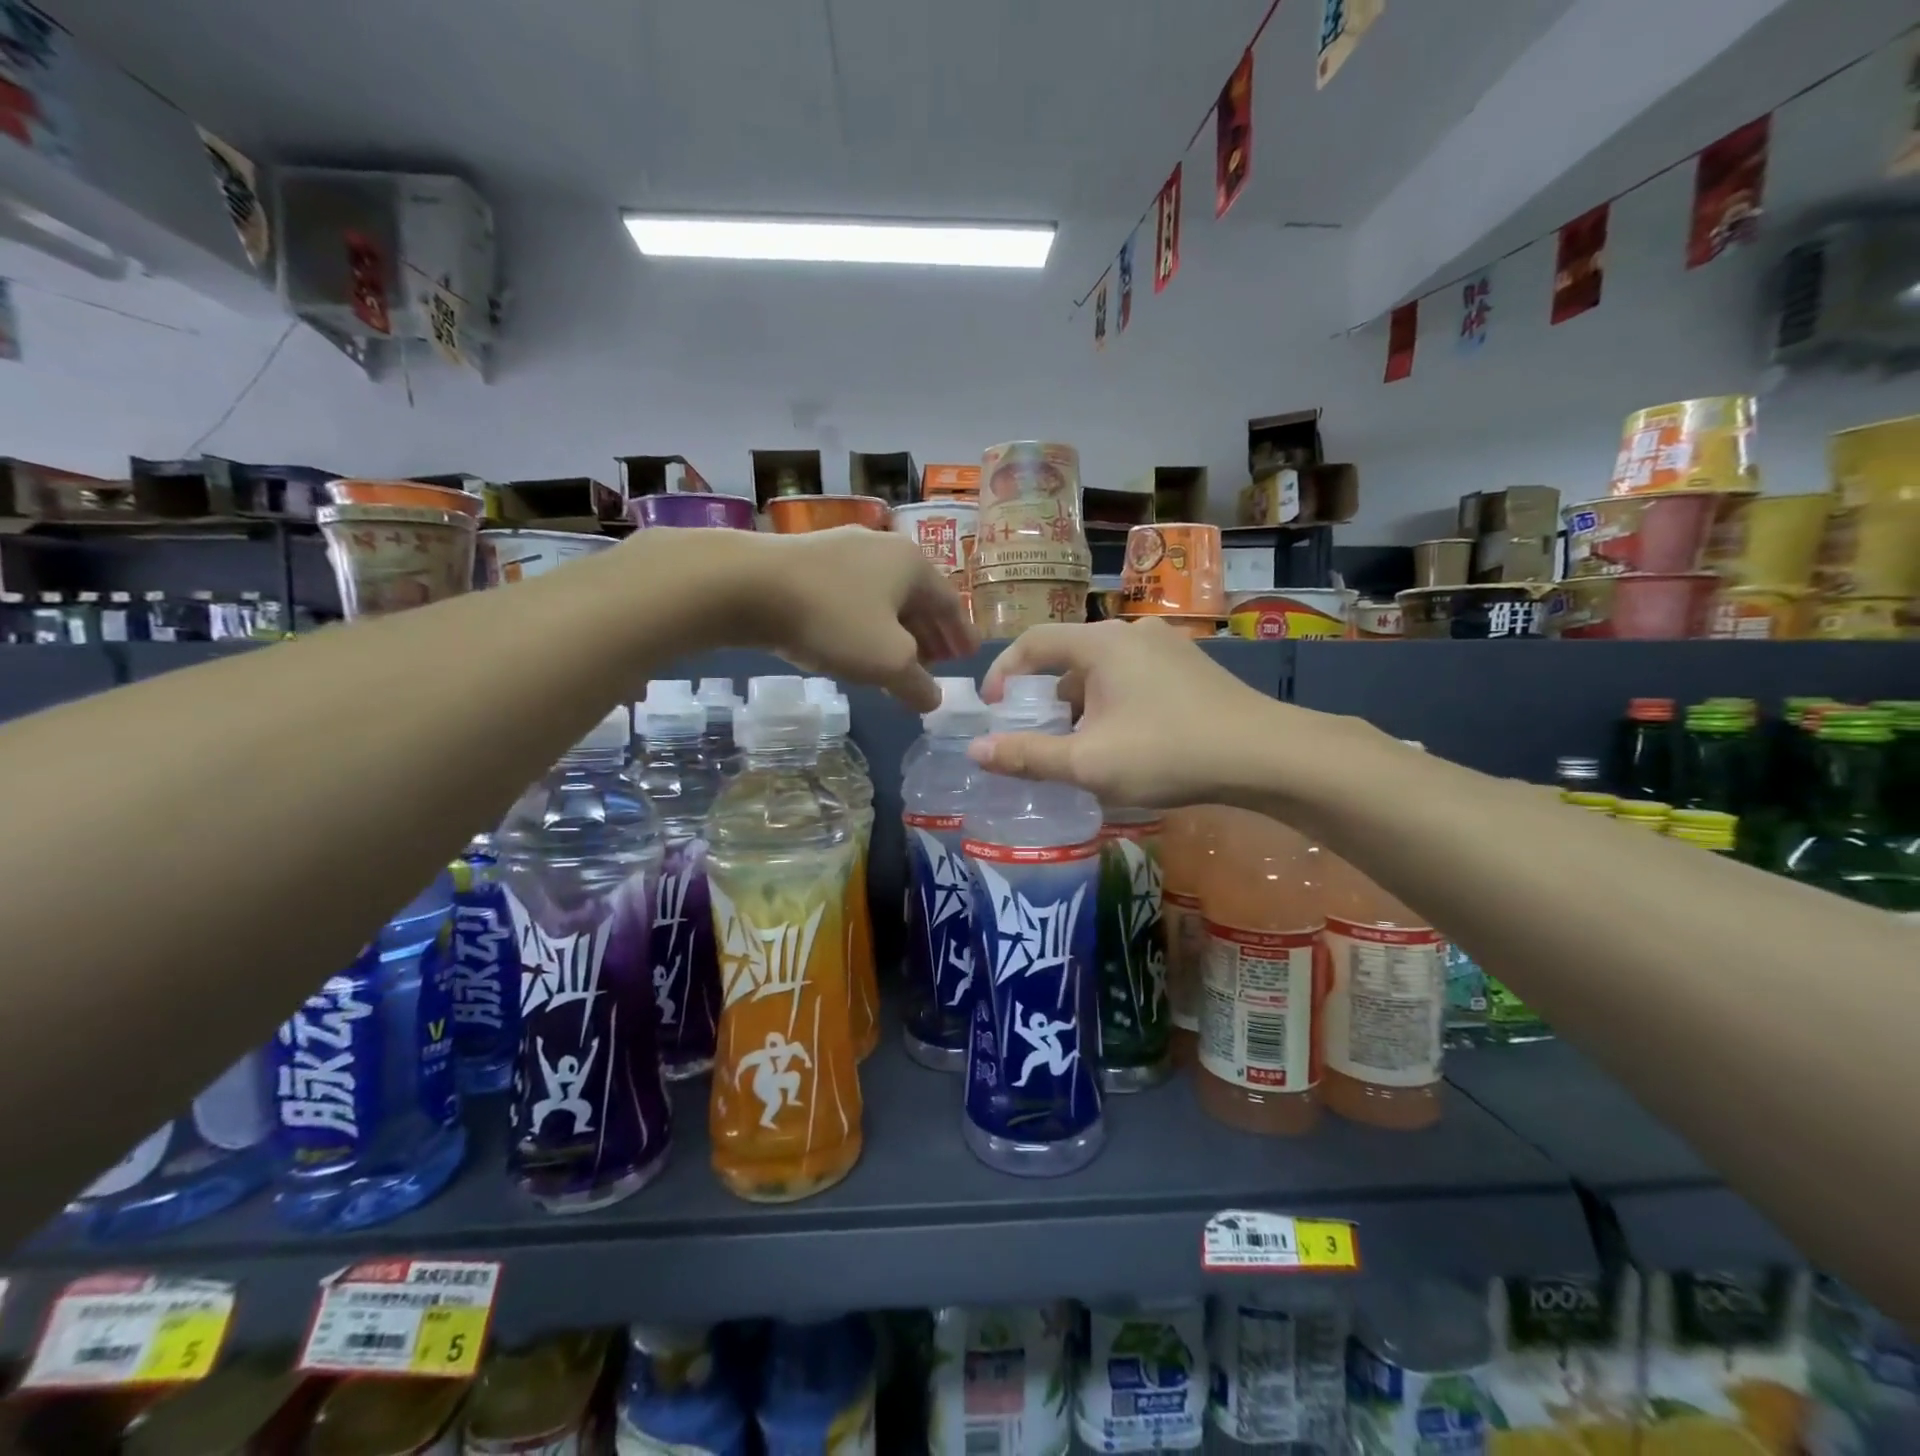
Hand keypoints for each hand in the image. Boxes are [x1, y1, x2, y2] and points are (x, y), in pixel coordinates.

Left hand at [742, 527, 974, 710]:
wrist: (749, 586)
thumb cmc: (834, 619)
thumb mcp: (888, 662)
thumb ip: (918, 684)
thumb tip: (933, 699)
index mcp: (913, 565)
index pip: (950, 604)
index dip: (961, 634)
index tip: (969, 656)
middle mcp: (884, 548)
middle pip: (918, 598)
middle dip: (930, 633)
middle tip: (939, 662)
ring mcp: (844, 550)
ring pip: (884, 597)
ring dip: (898, 630)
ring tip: (901, 659)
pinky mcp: (810, 561)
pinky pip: (854, 596)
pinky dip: (867, 622)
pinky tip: (857, 643)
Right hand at [970, 619, 1285, 806]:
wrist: (1266, 756)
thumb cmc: (1167, 753)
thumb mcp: (1088, 763)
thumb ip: (1028, 755)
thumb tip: (976, 750)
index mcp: (1101, 644)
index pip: (1033, 643)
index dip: (1003, 672)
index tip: (992, 709)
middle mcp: (1131, 633)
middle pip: (1068, 657)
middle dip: (1043, 697)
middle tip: (1034, 736)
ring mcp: (1166, 647)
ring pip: (1102, 670)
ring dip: (1080, 704)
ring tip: (1078, 747)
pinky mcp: (1190, 667)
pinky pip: (1132, 677)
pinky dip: (1111, 703)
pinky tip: (1123, 741)